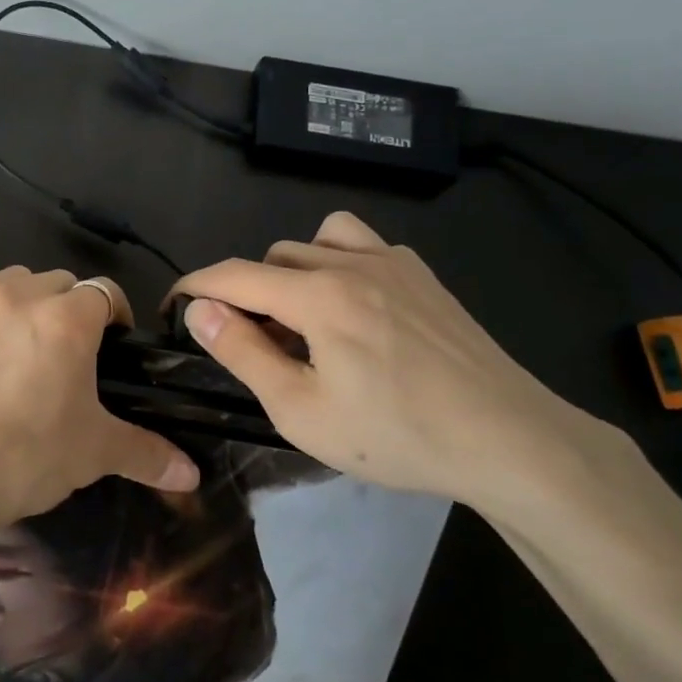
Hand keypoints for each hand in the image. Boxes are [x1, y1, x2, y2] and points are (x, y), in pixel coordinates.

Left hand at [0, 251, 199, 534]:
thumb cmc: (19, 462)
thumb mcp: (91, 456)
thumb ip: (147, 454)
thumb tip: (193, 473)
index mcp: (67, 320)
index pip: (105, 293)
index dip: (113, 316)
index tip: (110, 344)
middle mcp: (18, 295)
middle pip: (56, 283)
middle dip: (66, 311)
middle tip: (60, 357)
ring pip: (6, 277)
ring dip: (19, 301)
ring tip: (13, 341)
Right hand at [170, 212, 630, 513]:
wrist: (508, 440)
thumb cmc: (396, 435)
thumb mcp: (301, 411)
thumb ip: (243, 352)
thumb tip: (198, 310)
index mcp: (317, 296)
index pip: (233, 274)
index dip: (193, 287)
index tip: (172, 309)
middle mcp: (350, 263)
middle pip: (271, 258)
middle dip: (247, 293)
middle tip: (253, 345)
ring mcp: (392, 262)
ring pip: (314, 241)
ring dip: (290, 271)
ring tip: (301, 318)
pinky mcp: (422, 274)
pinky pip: (360, 244)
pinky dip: (336, 262)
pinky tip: (352, 307)